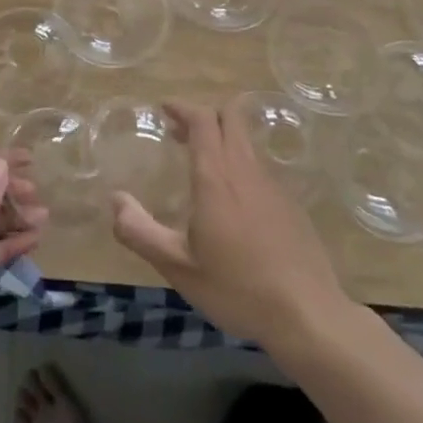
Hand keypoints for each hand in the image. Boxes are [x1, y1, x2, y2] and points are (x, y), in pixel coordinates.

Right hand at [111, 99, 348, 347]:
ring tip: (201, 164)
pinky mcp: (290, 203)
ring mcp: (272, 185)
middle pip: (231, 117)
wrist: (307, 314)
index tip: (164, 109)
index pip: (202, 120)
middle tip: (180, 132)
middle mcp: (245, 170)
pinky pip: (259, 167)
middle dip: (204, 115)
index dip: (183, 107)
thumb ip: (140, 232)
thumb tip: (115, 200)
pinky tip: (232, 201)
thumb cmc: (237, 288)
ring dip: (222, 139)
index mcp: (216, 178)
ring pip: (246, 141)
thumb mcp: (178, 267)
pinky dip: (239, 164)